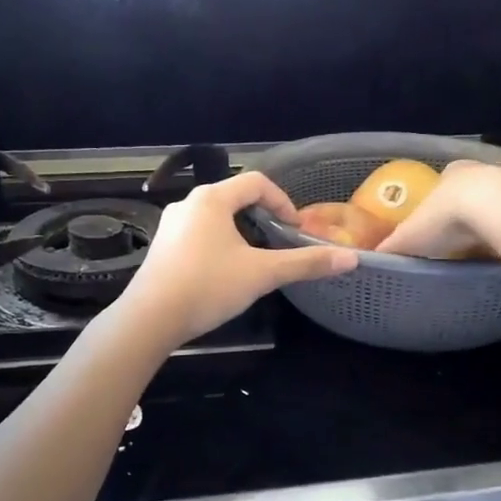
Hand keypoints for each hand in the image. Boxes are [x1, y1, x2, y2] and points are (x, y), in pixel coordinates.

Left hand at [116, 172, 357, 347]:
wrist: (150, 318)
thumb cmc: (208, 286)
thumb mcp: (262, 274)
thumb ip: (305, 263)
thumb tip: (350, 259)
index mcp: (212, 199)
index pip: (257, 182)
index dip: (283, 201)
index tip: (295, 229)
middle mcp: (189, 203)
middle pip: (235, 197)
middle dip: (262, 216)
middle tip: (279, 241)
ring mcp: (171, 225)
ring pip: (215, 216)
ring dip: (240, 230)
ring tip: (256, 258)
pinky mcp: (162, 246)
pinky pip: (199, 233)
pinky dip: (219, 242)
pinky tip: (225, 271)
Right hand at [375, 161, 500, 259]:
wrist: (500, 210)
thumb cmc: (448, 216)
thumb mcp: (411, 234)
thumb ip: (393, 245)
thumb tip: (372, 259)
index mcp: (450, 173)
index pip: (442, 181)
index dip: (437, 201)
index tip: (435, 222)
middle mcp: (480, 171)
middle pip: (470, 191)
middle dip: (465, 211)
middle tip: (457, 238)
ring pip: (496, 203)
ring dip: (490, 220)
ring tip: (481, 248)